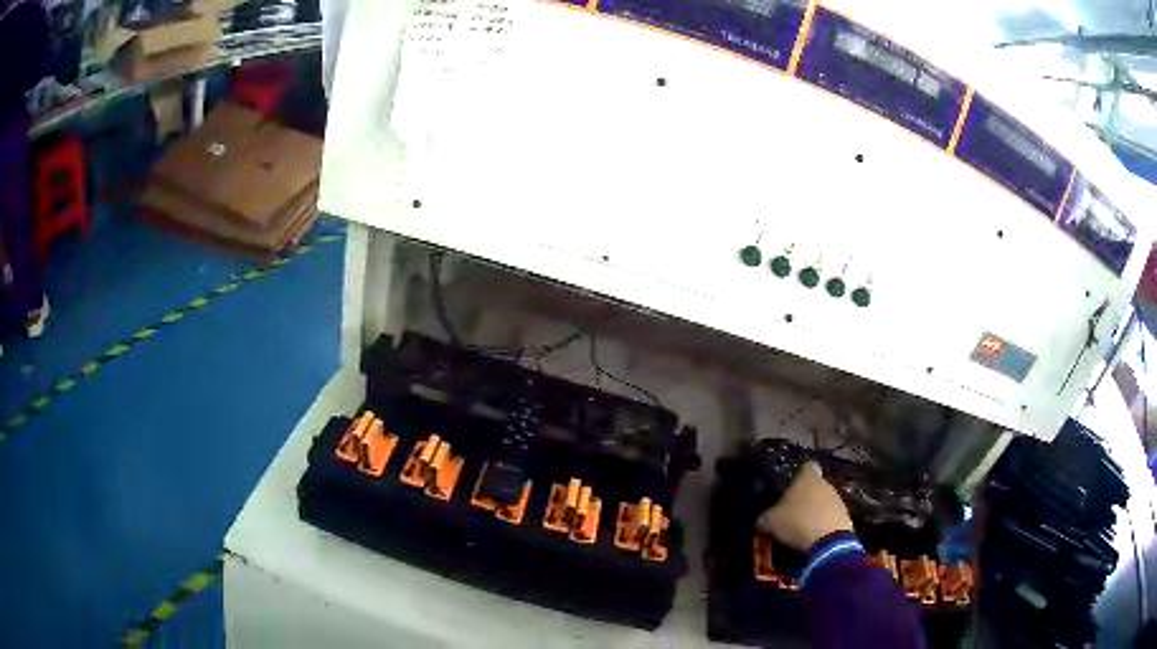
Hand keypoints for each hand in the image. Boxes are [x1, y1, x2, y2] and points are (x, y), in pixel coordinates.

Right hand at [757, 461, 853, 551]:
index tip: (791, 486)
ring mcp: (839, 500)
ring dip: (816, 512)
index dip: (799, 475)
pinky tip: (815, 536)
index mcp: (807, 478)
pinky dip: (824, 524)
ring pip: (825, 502)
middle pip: (815, 486)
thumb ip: (766, 517)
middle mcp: (826, 483)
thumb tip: (763, 520)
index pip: (806, 467)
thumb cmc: (797, 522)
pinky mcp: (846, 517)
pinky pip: (832, 517)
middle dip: (806, 497)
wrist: (829, 541)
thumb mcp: (771, 522)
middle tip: (792, 512)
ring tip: (803, 528)